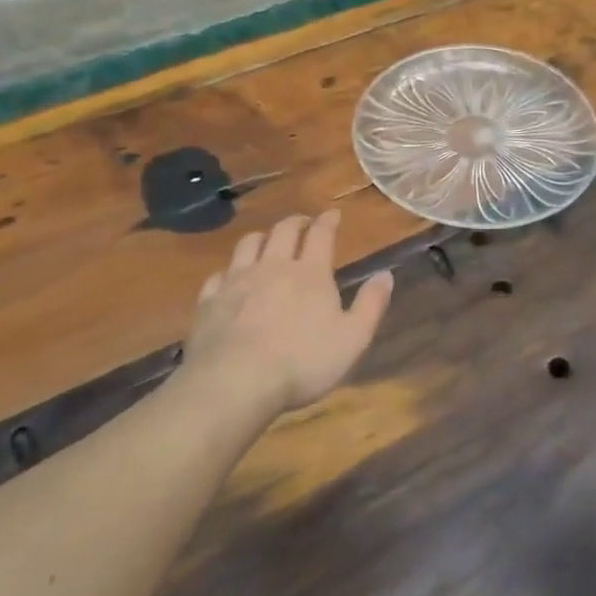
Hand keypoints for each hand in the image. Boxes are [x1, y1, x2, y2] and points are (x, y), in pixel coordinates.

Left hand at [187, 211, 393, 414]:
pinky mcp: (209, 301)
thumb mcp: (352, 338)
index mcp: (310, 273)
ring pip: (248, 245)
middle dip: (296, 222)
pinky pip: (219, 275)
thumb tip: (386, 274)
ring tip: (267, 241)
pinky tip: (230, 278)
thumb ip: (371, 304)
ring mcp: (236, 281)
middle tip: (303, 223)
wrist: (235, 381)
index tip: (333, 214)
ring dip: (262, 237)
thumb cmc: (302, 361)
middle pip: (283, 231)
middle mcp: (272, 266)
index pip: (320, 234)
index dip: (328, 221)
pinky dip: (229, 271)